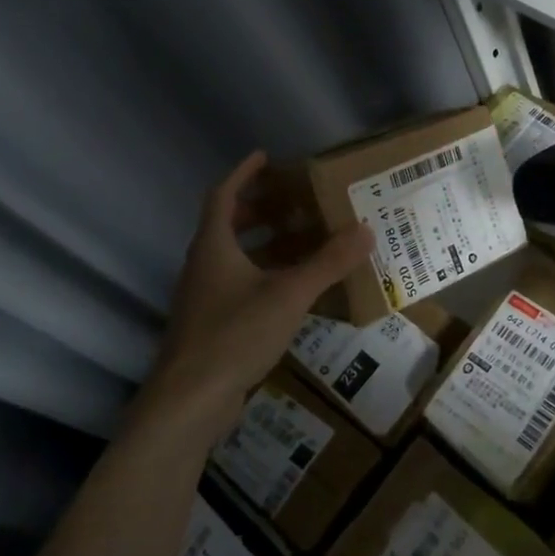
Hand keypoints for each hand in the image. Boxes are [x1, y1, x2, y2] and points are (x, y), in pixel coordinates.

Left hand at [148, 152, 372, 434]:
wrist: (189, 399)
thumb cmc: (234, 334)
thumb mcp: (288, 294)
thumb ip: (327, 263)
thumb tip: (365, 229)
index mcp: (214, 245)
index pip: (223, 194)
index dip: (243, 173)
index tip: (265, 156)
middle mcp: (204, 265)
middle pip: (228, 224)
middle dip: (260, 209)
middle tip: (295, 201)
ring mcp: (204, 297)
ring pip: (235, 257)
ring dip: (265, 244)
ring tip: (303, 241)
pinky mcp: (211, 324)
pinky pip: (240, 285)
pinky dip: (265, 276)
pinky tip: (294, 290)